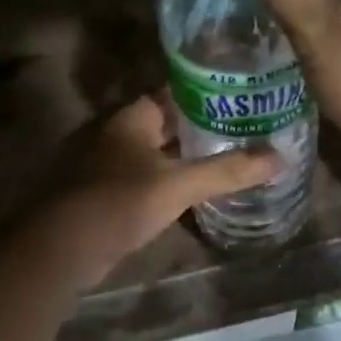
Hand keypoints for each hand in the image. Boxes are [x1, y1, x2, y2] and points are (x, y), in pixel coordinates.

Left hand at [27, 96, 279, 288]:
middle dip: (203, 126)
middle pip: (168, 123)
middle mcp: (119, 133)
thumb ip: (227, 171)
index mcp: (132, 117)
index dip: (208, 93)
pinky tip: (196, 190)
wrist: (61, 248)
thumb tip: (279, 158)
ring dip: (187, 155)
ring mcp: (110, 164)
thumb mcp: (179, 184)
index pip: (175, 92)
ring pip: (158, 152)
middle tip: (246, 127)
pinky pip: (148, 178)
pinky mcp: (107, 194)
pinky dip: (171, 180)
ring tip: (231, 156)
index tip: (242, 96)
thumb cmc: (119, 201)